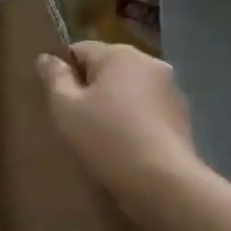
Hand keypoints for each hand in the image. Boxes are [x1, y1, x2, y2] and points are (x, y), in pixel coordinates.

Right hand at [35, 41, 201, 206]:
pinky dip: (133, 118)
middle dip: (90, 86)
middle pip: (107, 67)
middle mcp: (151, 63)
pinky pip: (146, 108)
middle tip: (75, 116)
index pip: (80, 49)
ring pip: (128, 88)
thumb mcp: (64, 105)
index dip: (64, 71)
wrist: (161, 181)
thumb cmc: (105, 136)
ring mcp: (171, 90)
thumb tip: (47, 57)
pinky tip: (124, 143)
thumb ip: (54, 76)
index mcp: (120, 55)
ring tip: (101, 132)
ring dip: (113, 102)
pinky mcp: (183, 116)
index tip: (57, 98)